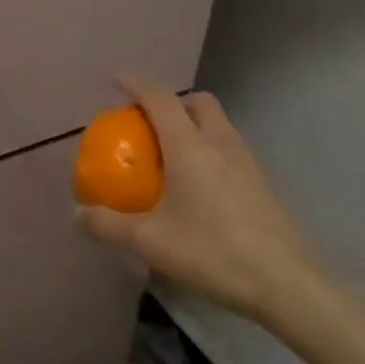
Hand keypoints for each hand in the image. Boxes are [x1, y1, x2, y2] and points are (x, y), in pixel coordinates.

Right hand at [77, 78, 326, 329]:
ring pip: (218, 124)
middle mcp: (219, 142)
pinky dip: (209, 149)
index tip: (116, 79)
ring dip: (193, 124)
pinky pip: (229, 149)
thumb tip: (77, 213)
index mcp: (189, 145)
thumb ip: (108, 225)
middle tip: (149, 122)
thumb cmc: (213, 252)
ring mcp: (246, 161)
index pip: (159, 98)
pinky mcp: (262, 184)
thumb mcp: (150, 242)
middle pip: (197, 102)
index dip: (136, 84)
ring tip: (172, 154)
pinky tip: (199, 186)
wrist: (287, 284)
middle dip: (172, 101)